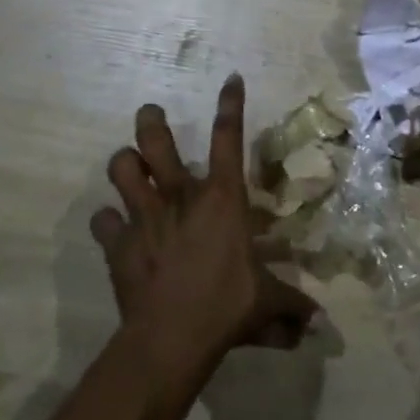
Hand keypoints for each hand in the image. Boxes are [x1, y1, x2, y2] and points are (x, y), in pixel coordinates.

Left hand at [91, 74, 318, 379]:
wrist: (171, 340)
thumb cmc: (227, 307)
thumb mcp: (267, 305)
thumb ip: (292, 308)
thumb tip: (318, 326)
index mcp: (221, 198)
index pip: (228, 138)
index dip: (231, 104)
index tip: (231, 79)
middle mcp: (180, 196)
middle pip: (155, 141)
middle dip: (151, 120)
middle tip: (151, 114)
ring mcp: (144, 217)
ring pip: (121, 168)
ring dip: (124, 163)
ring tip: (130, 166)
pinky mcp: (118, 244)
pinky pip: (102, 221)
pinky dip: (107, 222)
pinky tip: (113, 227)